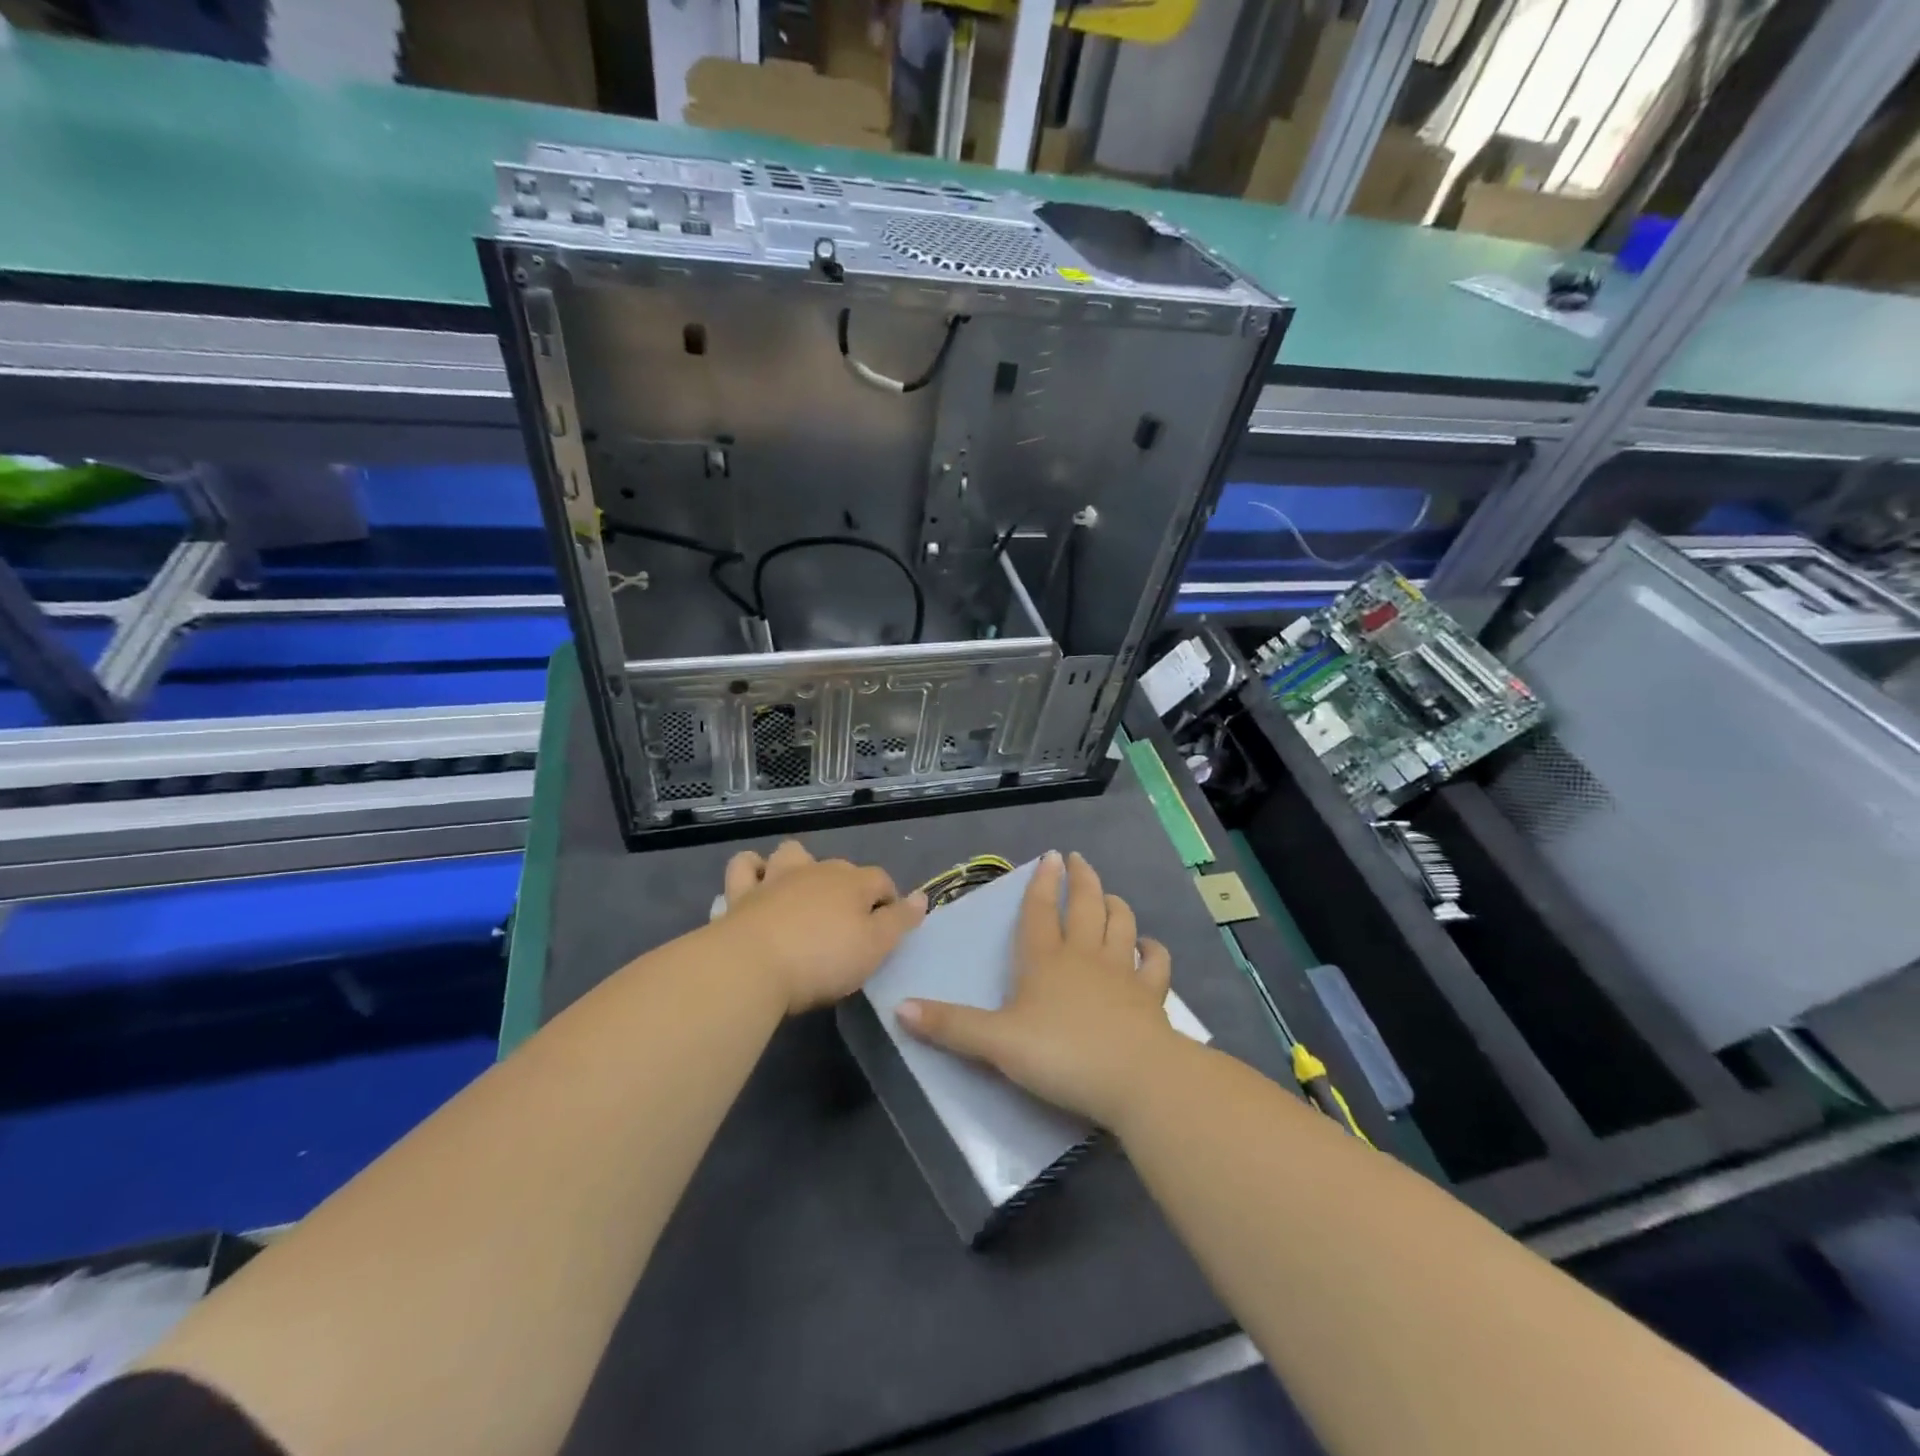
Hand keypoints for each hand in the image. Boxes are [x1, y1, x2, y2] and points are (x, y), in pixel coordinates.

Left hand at [718, 840, 926, 1013]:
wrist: (752, 966)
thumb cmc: (822, 959)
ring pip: (792, 854)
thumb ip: (899, 921)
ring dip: (799, 865)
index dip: (889, 903)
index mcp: (853, 882)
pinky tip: (757, 884)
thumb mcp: (875, 947)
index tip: (888, 930)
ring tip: (801, 891)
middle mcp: (817, 870)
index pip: (882, 881)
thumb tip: (922, 896)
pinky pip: (745, 867)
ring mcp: (776, 878)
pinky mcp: (741, 894)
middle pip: (841, 868)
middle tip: (848, 924)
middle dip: (848, 887)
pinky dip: (753, 870)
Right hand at [896, 849, 1187, 1127]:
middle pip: (1086, 906)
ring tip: (1110, 895)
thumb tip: (899, 1008)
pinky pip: (1155, 964)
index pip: (1041, 911)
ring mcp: (1123, 973)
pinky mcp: (1151, 997)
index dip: (1042, 883)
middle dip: (1081, 880)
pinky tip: (1149, 947)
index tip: (1050, 857)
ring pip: (1122, 925)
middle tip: (1078, 859)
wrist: (1134, 1079)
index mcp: (1045, 960)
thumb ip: (951, 1026)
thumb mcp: (996, 1043)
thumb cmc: (1061, 1056)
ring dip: (1116, 906)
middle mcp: (1085, 956)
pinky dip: (1153, 950)